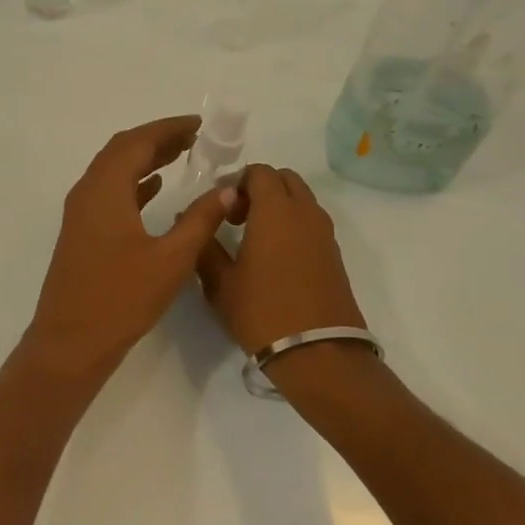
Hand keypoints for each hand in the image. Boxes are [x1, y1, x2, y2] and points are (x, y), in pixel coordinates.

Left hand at [28, 116, 237, 372]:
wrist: (70, 342)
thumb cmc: (121, 298)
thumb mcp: (171, 259)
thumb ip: (200, 220)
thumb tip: (227, 191)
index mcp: (105, 190)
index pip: (137, 142)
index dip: (168, 128)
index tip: (199, 125)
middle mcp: (87, 192)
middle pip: (122, 150)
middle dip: (157, 139)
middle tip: (194, 138)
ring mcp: (80, 213)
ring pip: (114, 171)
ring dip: (145, 159)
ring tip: (182, 155)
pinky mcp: (82, 232)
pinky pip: (109, 192)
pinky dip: (134, 183)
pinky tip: (155, 188)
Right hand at [195, 164, 365, 354]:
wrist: (319, 353)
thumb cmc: (262, 312)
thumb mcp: (220, 283)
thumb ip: (203, 245)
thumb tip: (189, 219)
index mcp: (275, 210)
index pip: (259, 171)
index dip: (236, 182)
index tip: (220, 208)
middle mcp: (304, 212)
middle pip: (284, 179)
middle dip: (259, 188)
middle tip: (237, 217)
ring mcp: (324, 232)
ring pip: (301, 199)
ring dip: (278, 205)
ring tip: (255, 238)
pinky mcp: (334, 253)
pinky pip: (311, 221)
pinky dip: (293, 224)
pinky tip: (276, 256)